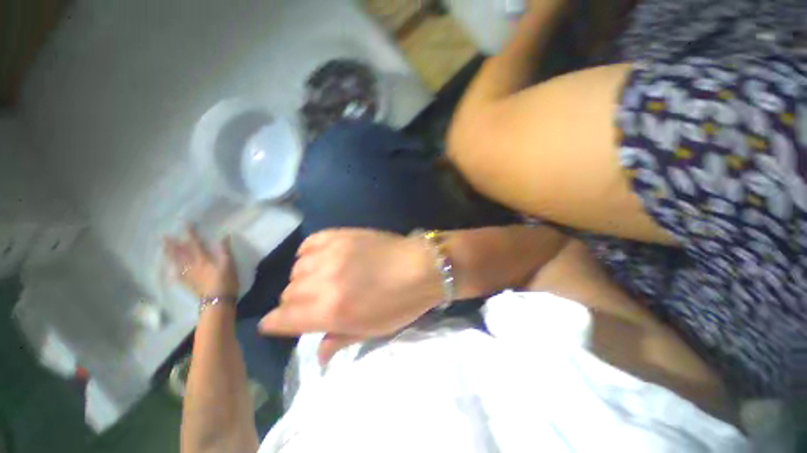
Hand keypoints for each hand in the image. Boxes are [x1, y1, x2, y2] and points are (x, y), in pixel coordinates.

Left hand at [164, 226, 238, 299]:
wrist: (218, 300)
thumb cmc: (226, 280)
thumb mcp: (229, 264)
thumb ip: (225, 250)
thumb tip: (224, 236)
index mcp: (203, 259)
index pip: (195, 243)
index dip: (191, 233)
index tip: (185, 224)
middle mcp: (193, 265)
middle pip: (181, 253)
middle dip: (174, 244)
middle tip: (164, 236)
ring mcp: (189, 275)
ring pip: (177, 263)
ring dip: (170, 255)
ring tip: (164, 249)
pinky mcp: (189, 284)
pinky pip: (178, 276)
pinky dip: (173, 271)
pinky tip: (170, 270)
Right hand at [259, 229, 442, 364]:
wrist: (421, 266)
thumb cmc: (401, 303)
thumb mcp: (372, 329)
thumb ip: (340, 340)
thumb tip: (319, 356)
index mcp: (331, 310)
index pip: (282, 319)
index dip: (276, 324)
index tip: (278, 324)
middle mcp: (324, 281)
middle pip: (288, 293)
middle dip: (295, 304)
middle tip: (313, 303)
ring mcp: (332, 253)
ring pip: (297, 269)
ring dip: (304, 278)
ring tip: (322, 279)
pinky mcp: (341, 234)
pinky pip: (310, 243)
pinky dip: (309, 253)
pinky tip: (321, 258)